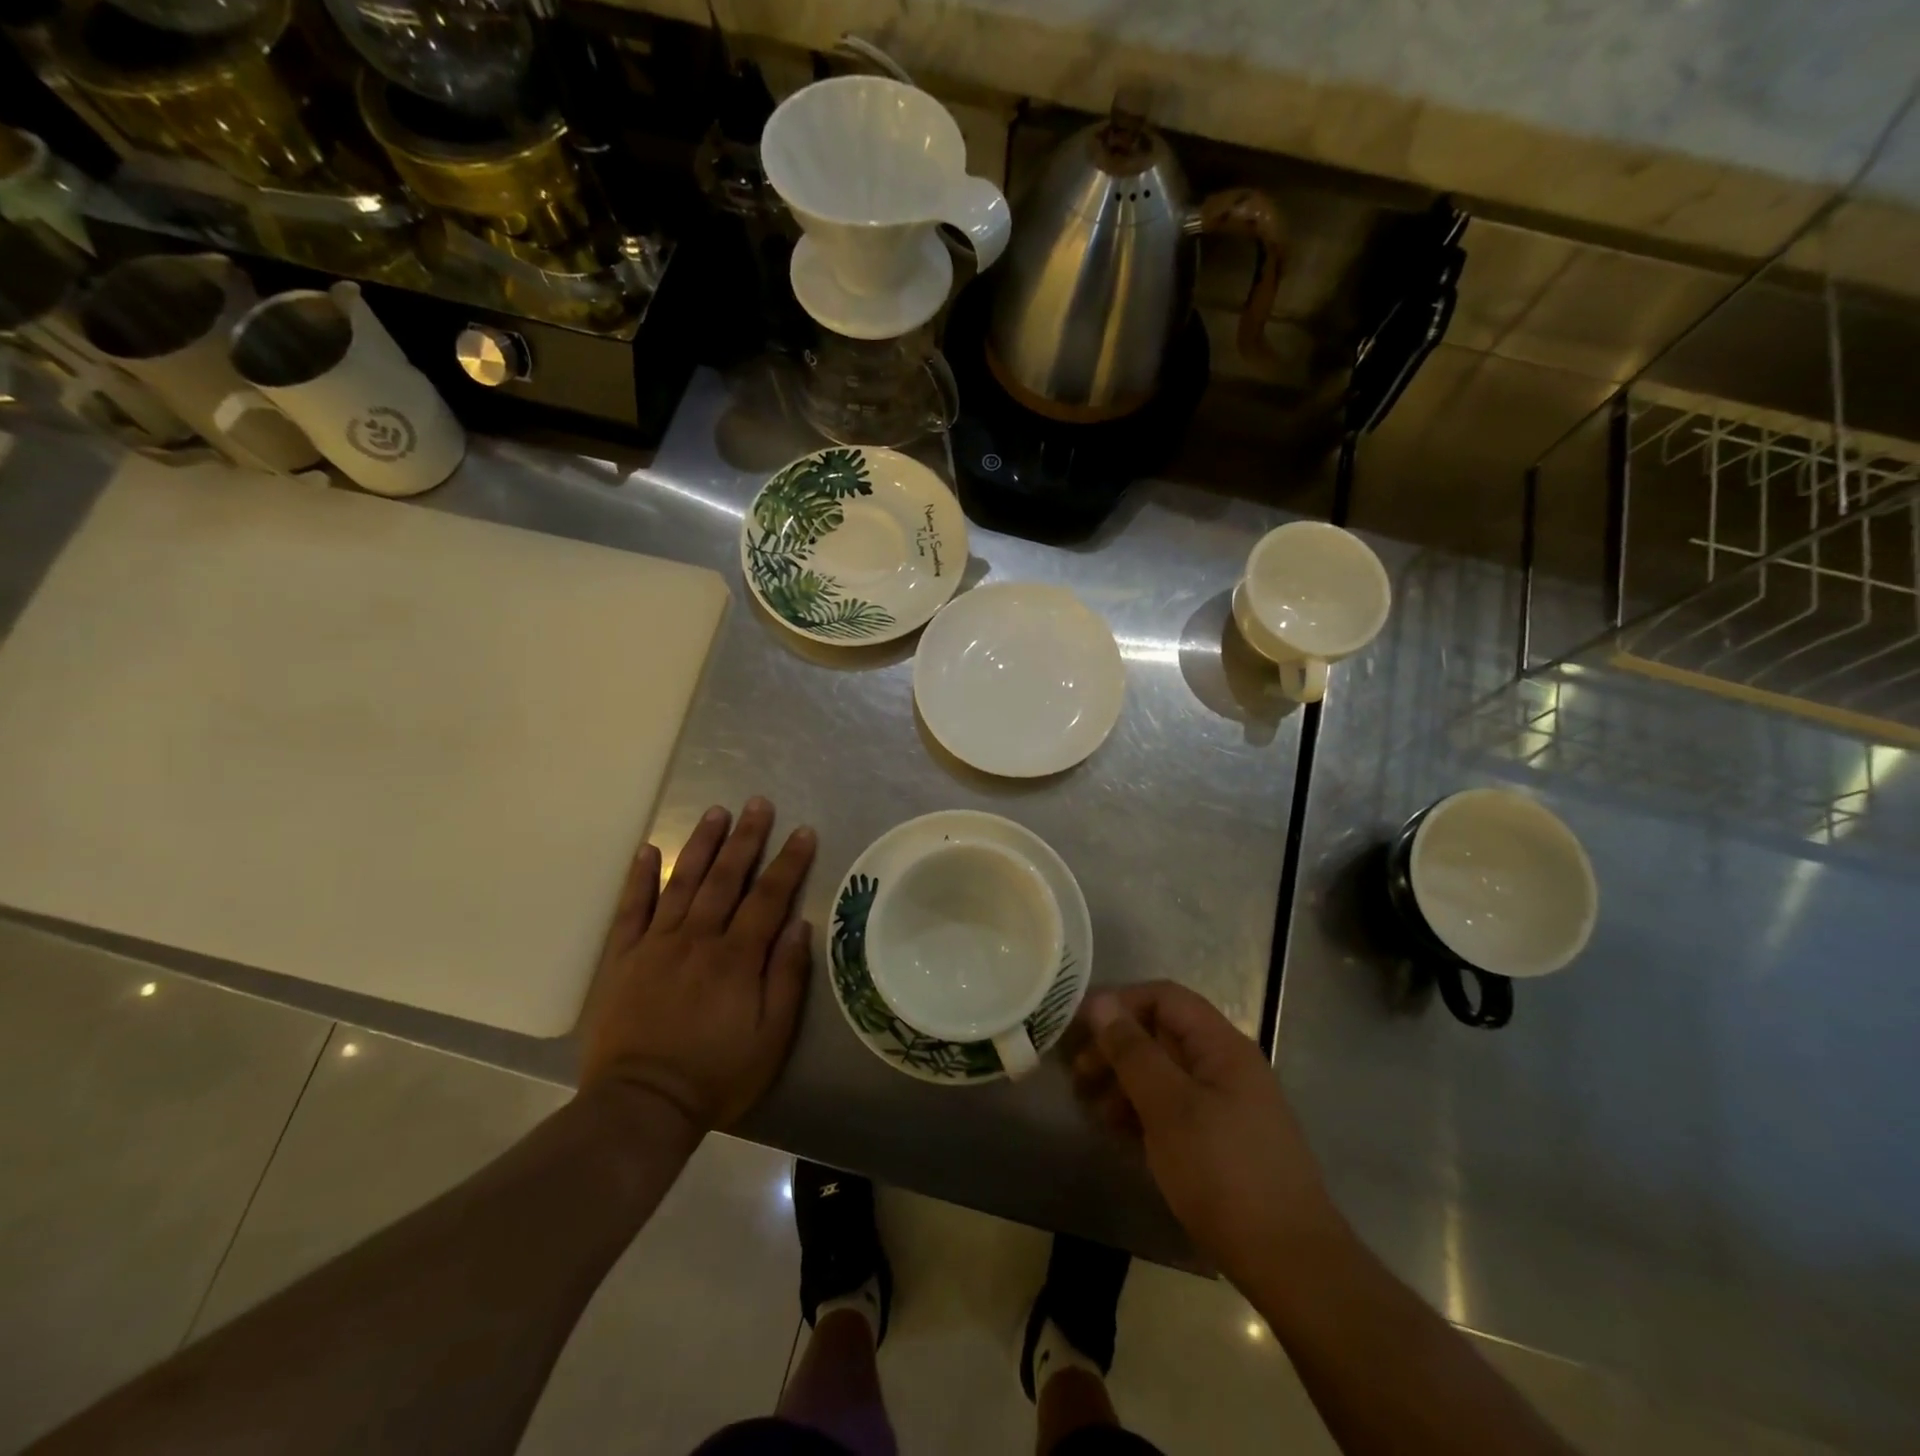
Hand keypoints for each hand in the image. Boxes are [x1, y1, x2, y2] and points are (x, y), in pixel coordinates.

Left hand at [580, 798, 815, 1134]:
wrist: (641, 1106)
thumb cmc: (717, 1075)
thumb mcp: (772, 1037)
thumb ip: (787, 977)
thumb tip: (799, 924)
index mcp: (737, 957)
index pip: (768, 896)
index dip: (789, 862)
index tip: (803, 831)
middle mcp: (698, 939)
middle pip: (726, 878)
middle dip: (746, 837)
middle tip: (758, 803)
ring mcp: (656, 945)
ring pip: (683, 883)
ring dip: (701, 845)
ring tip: (716, 812)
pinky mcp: (622, 959)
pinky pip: (631, 910)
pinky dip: (640, 878)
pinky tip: (648, 850)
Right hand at [1070, 982, 1340, 1287]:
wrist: (1291, 1264)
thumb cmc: (1225, 1173)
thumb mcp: (1169, 1107)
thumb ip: (1133, 1051)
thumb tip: (1100, 1003)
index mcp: (1221, 1045)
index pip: (1164, 997)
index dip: (1120, 1003)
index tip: (1080, 1030)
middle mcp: (1225, 1065)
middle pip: (1162, 1034)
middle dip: (1117, 1047)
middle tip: (1078, 1075)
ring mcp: (1226, 1104)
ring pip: (1165, 1072)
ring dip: (1125, 1082)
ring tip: (1092, 1109)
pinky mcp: (1222, 1140)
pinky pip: (1174, 1107)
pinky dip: (1143, 1111)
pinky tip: (1118, 1133)